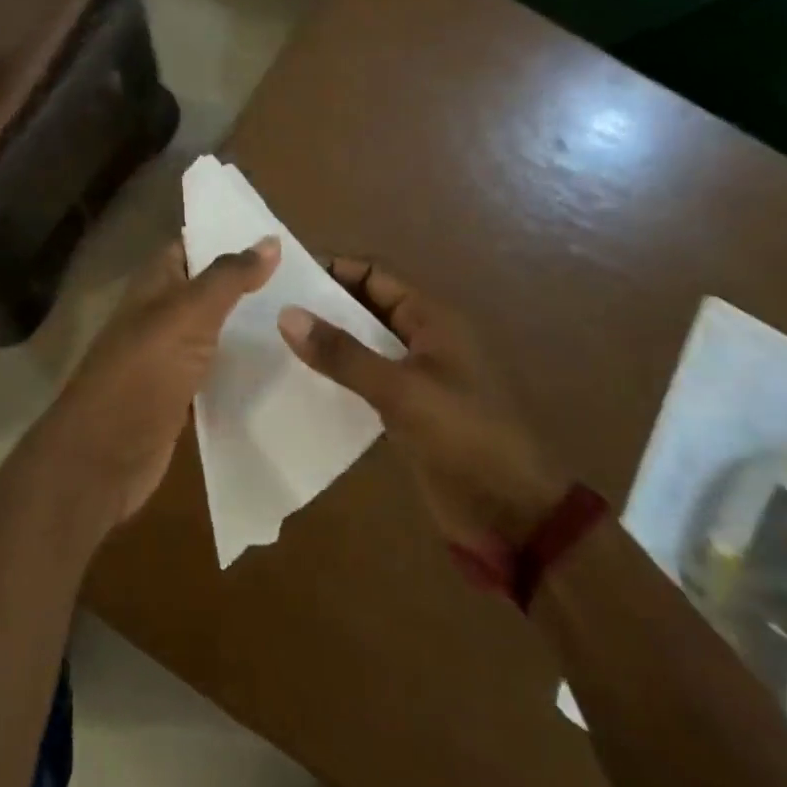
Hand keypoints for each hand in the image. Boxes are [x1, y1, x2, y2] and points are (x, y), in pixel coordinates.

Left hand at [35, 237, 279, 533]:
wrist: (104, 456)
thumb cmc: (144, 372)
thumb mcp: (189, 314)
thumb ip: (229, 277)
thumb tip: (270, 239)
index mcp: (154, 284)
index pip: (191, 245)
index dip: (226, 235)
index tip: (277, 234)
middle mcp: (159, 313)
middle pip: (206, 288)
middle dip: (247, 281)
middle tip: (305, 276)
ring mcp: (168, 356)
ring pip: (214, 330)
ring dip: (248, 324)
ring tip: (304, 315)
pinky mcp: (179, 396)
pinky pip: (216, 370)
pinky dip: (242, 365)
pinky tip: (281, 365)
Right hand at [276, 259, 565, 552]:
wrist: (515, 516)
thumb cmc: (464, 437)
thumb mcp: (401, 391)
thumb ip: (343, 354)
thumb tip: (286, 314)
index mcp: (431, 319)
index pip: (374, 274)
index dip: (333, 269)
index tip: (286, 276)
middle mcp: (422, 338)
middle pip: (366, 306)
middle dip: (324, 306)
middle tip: (271, 309)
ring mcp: (416, 376)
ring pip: (363, 345)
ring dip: (328, 343)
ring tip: (276, 343)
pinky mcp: (408, 411)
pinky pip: (365, 380)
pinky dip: (338, 377)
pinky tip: (302, 384)